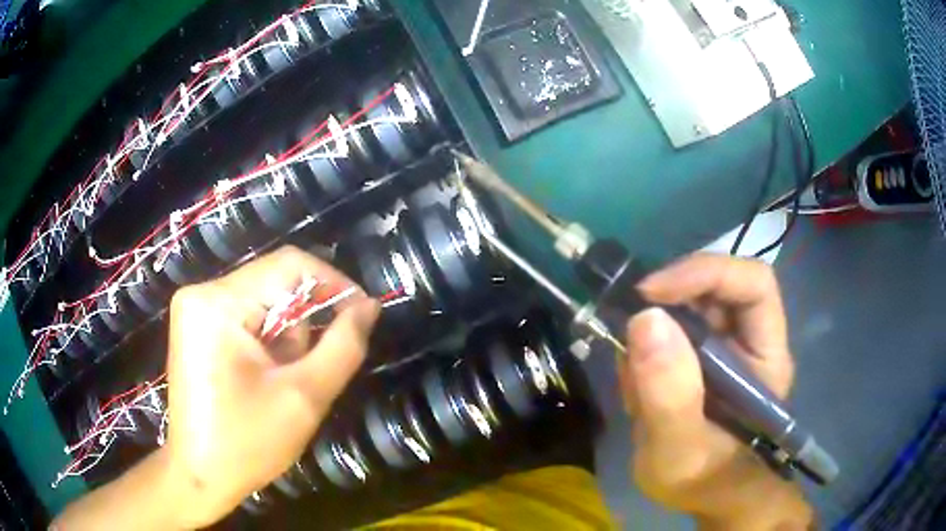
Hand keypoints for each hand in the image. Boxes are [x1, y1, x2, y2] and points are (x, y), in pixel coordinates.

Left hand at [164, 246, 379, 526]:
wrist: (199, 475)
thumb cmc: (247, 443)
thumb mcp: (304, 398)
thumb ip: (343, 346)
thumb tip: (369, 306)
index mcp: (218, 303)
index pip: (289, 265)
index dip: (333, 283)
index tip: (362, 315)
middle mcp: (201, 292)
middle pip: (274, 283)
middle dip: (303, 323)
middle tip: (312, 369)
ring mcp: (195, 308)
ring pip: (263, 300)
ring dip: (286, 337)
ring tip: (282, 382)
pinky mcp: (196, 325)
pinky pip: (246, 315)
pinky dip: (268, 341)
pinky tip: (265, 377)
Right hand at [619, 254, 812, 529]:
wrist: (701, 495)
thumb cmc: (703, 480)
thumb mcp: (680, 453)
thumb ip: (669, 397)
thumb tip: (644, 318)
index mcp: (766, 355)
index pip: (753, 283)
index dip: (706, 273)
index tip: (651, 294)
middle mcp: (749, 339)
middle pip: (715, 286)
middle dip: (666, 307)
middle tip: (629, 339)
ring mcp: (723, 346)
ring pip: (685, 308)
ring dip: (650, 337)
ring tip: (636, 389)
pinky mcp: (699, 357)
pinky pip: (667, 332)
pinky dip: (643, 354)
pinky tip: (638, 394)